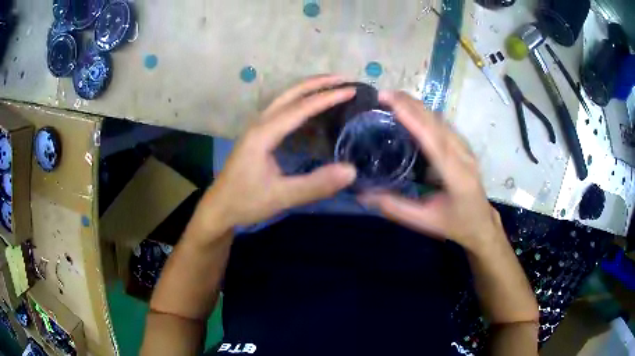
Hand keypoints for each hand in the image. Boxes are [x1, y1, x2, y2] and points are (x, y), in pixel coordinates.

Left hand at [196, 76, 356, 232]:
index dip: (328, 97)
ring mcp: (257, 128)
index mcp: (263, 133)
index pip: (300, 107)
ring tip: (333, 87)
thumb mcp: (281, 197)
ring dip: (309, 89)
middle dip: (318, 82)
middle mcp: (259, 123)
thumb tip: (351, 170)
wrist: (219, 209)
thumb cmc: (245, 202)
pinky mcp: (258, 136)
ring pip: (285, 99)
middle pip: (290, 93)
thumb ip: (315, 185)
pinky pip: (282, 110)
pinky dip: (301, 103)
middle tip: (345, 79)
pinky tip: (313, 111)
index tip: (352, 91)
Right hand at [359, 91, 503, 253]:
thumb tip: (363, 195)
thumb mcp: (425, 221)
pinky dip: (425, 113)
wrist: (481, 223)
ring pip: (440, 120)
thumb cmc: (455, 224)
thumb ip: (396, 207)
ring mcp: (465, 148)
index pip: (433, 140)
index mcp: (456, 175)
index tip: (390, 101)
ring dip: (417, 105)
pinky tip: (411, 109)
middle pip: (437, 123)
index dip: (412, 118)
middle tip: (383, 94)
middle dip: (410, 104)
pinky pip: (443, 124)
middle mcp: (463, 155)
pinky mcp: (463, 146)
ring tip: (393, 97)